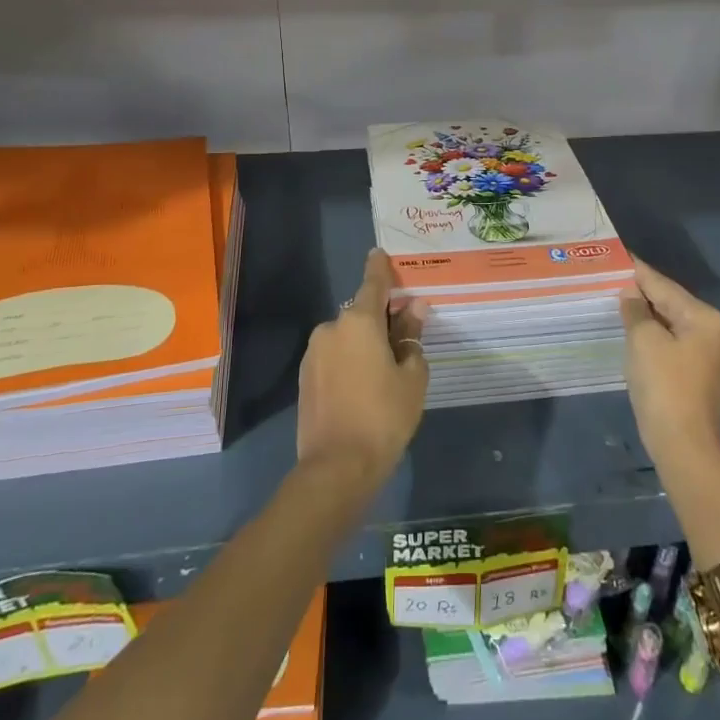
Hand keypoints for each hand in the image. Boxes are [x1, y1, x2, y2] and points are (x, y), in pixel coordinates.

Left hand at [297, 249, 428, 487]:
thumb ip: (412, 336)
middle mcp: (331, 328)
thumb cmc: (384, 416)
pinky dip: (349, 361)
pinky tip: (363, 387)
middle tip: (404, 340)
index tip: (379, 253)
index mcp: (359, 321)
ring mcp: (313, 353)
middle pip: (361, 313)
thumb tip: (414, 308)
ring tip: (385, 373)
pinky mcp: (304, 377)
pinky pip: (333, 357)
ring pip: (346, 337)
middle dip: (381, 319)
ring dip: (364, 343)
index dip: (379, 268)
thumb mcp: (412, 375)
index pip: (373, 283)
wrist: (337, 467)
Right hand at [620, 258, 719, 476]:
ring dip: (646, 315)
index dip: (638, 271)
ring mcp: (708, 356)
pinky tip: (633, 334)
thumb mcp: (643, 340)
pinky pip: (672, 344)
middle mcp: (713, 332)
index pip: (663, 285)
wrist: (685, 448)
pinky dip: (653, 336)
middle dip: (642, 293)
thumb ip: (636, 310)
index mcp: (703, 318)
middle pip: (670, 303)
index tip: (618, 255)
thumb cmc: (664, 387)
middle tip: (611, 278)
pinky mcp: (699, 376)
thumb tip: (631, 293)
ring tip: (616, 301)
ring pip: (671, 324)